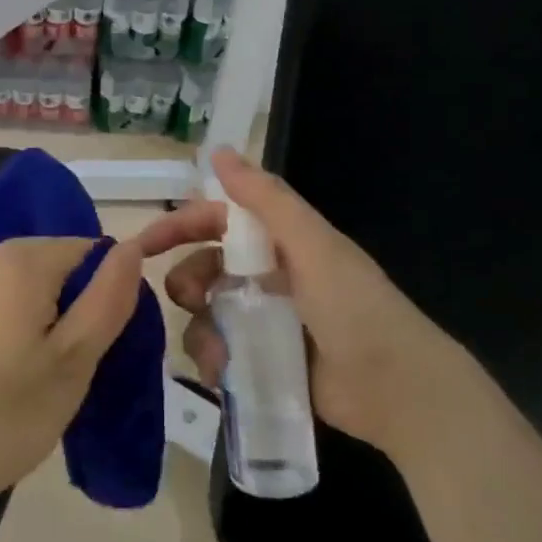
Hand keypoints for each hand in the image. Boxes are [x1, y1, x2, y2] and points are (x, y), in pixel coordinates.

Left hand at [0, 236, 144, 524]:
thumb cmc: (13, 415)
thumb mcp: (76, 360)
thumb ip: (108, 297)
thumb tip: (131, 247)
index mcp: (18, 263)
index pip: (82, 249)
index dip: (97, 289)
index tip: (89, 339)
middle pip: (42, 258)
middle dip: (60, 296)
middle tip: (60, 357)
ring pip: (8, 275)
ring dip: (26, 303)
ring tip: (24, 361)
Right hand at [153, 148, 488, 463]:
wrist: (397, 390)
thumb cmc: (355, 308)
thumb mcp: (313, 245)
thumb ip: (266, 199)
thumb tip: (218, 150)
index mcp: (281, 243)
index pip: (217, 222)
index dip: (180, 226)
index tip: (143, 245)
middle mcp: (268, 278)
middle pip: (204, 269)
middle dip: (187, 281)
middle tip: (190, 299)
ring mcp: (264, 323)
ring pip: (206, 315)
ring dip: (200, 328)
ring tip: (216, 349)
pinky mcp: (263, 362)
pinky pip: (219, 354)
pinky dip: (213, 361)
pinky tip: (222, 372)